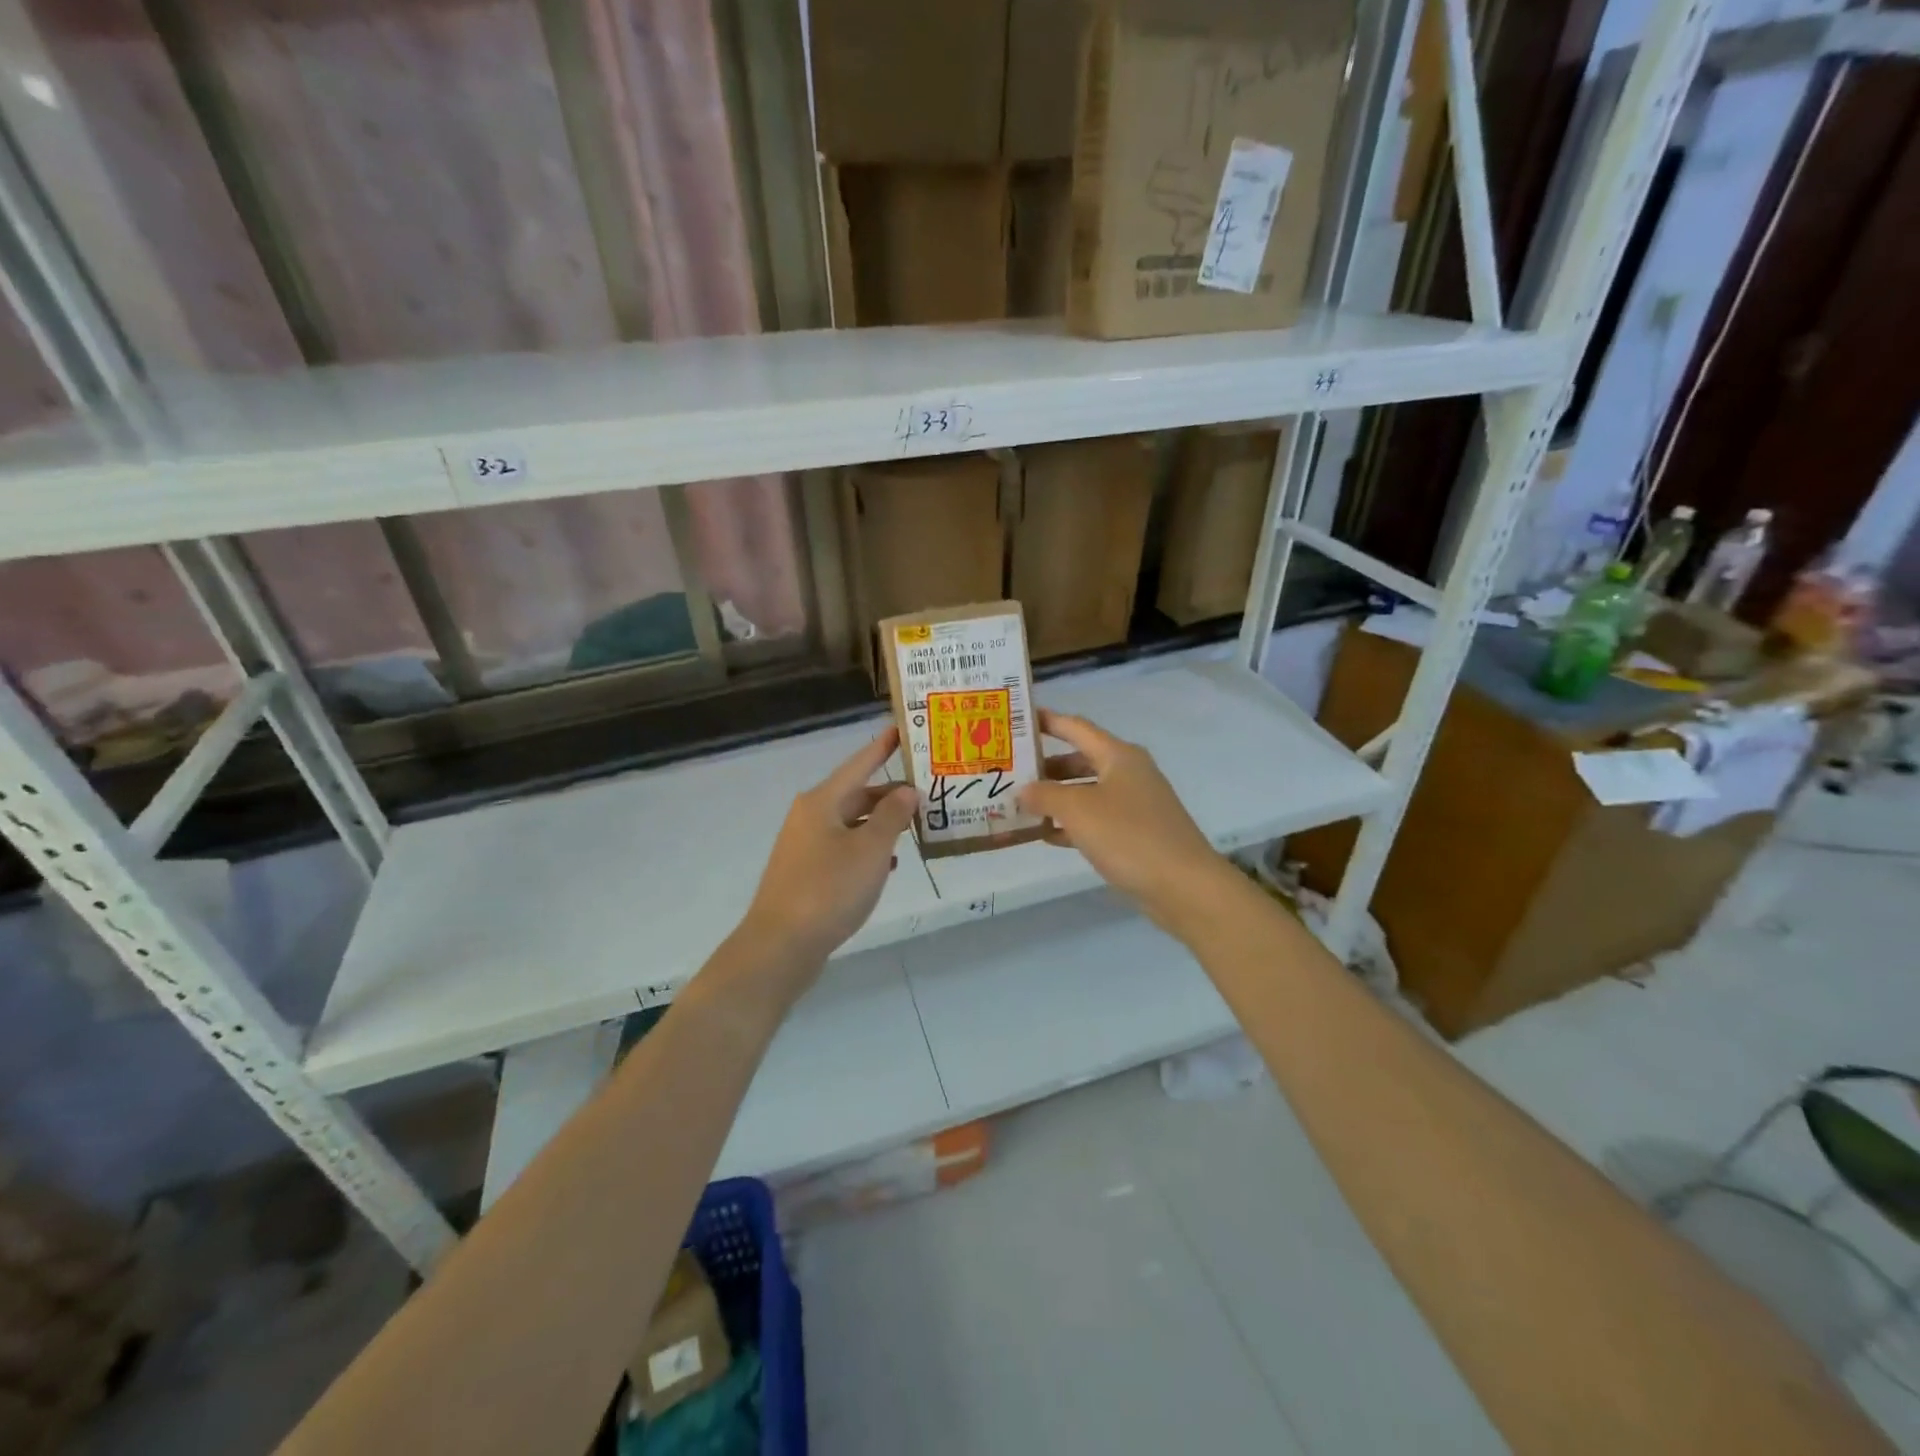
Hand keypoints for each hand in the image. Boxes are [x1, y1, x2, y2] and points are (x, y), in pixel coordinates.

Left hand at [740, 726, 917, 970]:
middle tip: (925, 791)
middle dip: (889, 794)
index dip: (882, 748)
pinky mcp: (806, 875)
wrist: (781, 945)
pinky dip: (867, 851)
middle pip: (856, 795)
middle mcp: (810, 817)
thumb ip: (892, 817)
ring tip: (915, 826)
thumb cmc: (829, 889)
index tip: (901, 730)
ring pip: (851, 824)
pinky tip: (889, 864)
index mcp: (821, 802)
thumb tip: (906, 791)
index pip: (858, 764)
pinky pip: (843, 850)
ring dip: (881, 824)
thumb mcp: (870, 849)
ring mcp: (805, 847)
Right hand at [1017, 709, 1233, 932]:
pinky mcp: (1136, 834)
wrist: (1184, 886)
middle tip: (1011, 771)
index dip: (1047, 721)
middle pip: (1080, 759)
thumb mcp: (1078, 810)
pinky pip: (1096, 819)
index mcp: (1118, 755)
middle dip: (1046, 765)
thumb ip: (1045, 795)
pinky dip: (1071, 823)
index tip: (1016, 720)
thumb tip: (1023, 790)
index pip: (1076, 727)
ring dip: (1056, 797)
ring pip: (1087, 791)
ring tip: (1020, 804)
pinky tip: (1046, 835)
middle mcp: (1128, 773)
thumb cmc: (1129, 836)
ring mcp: (1135, 804)